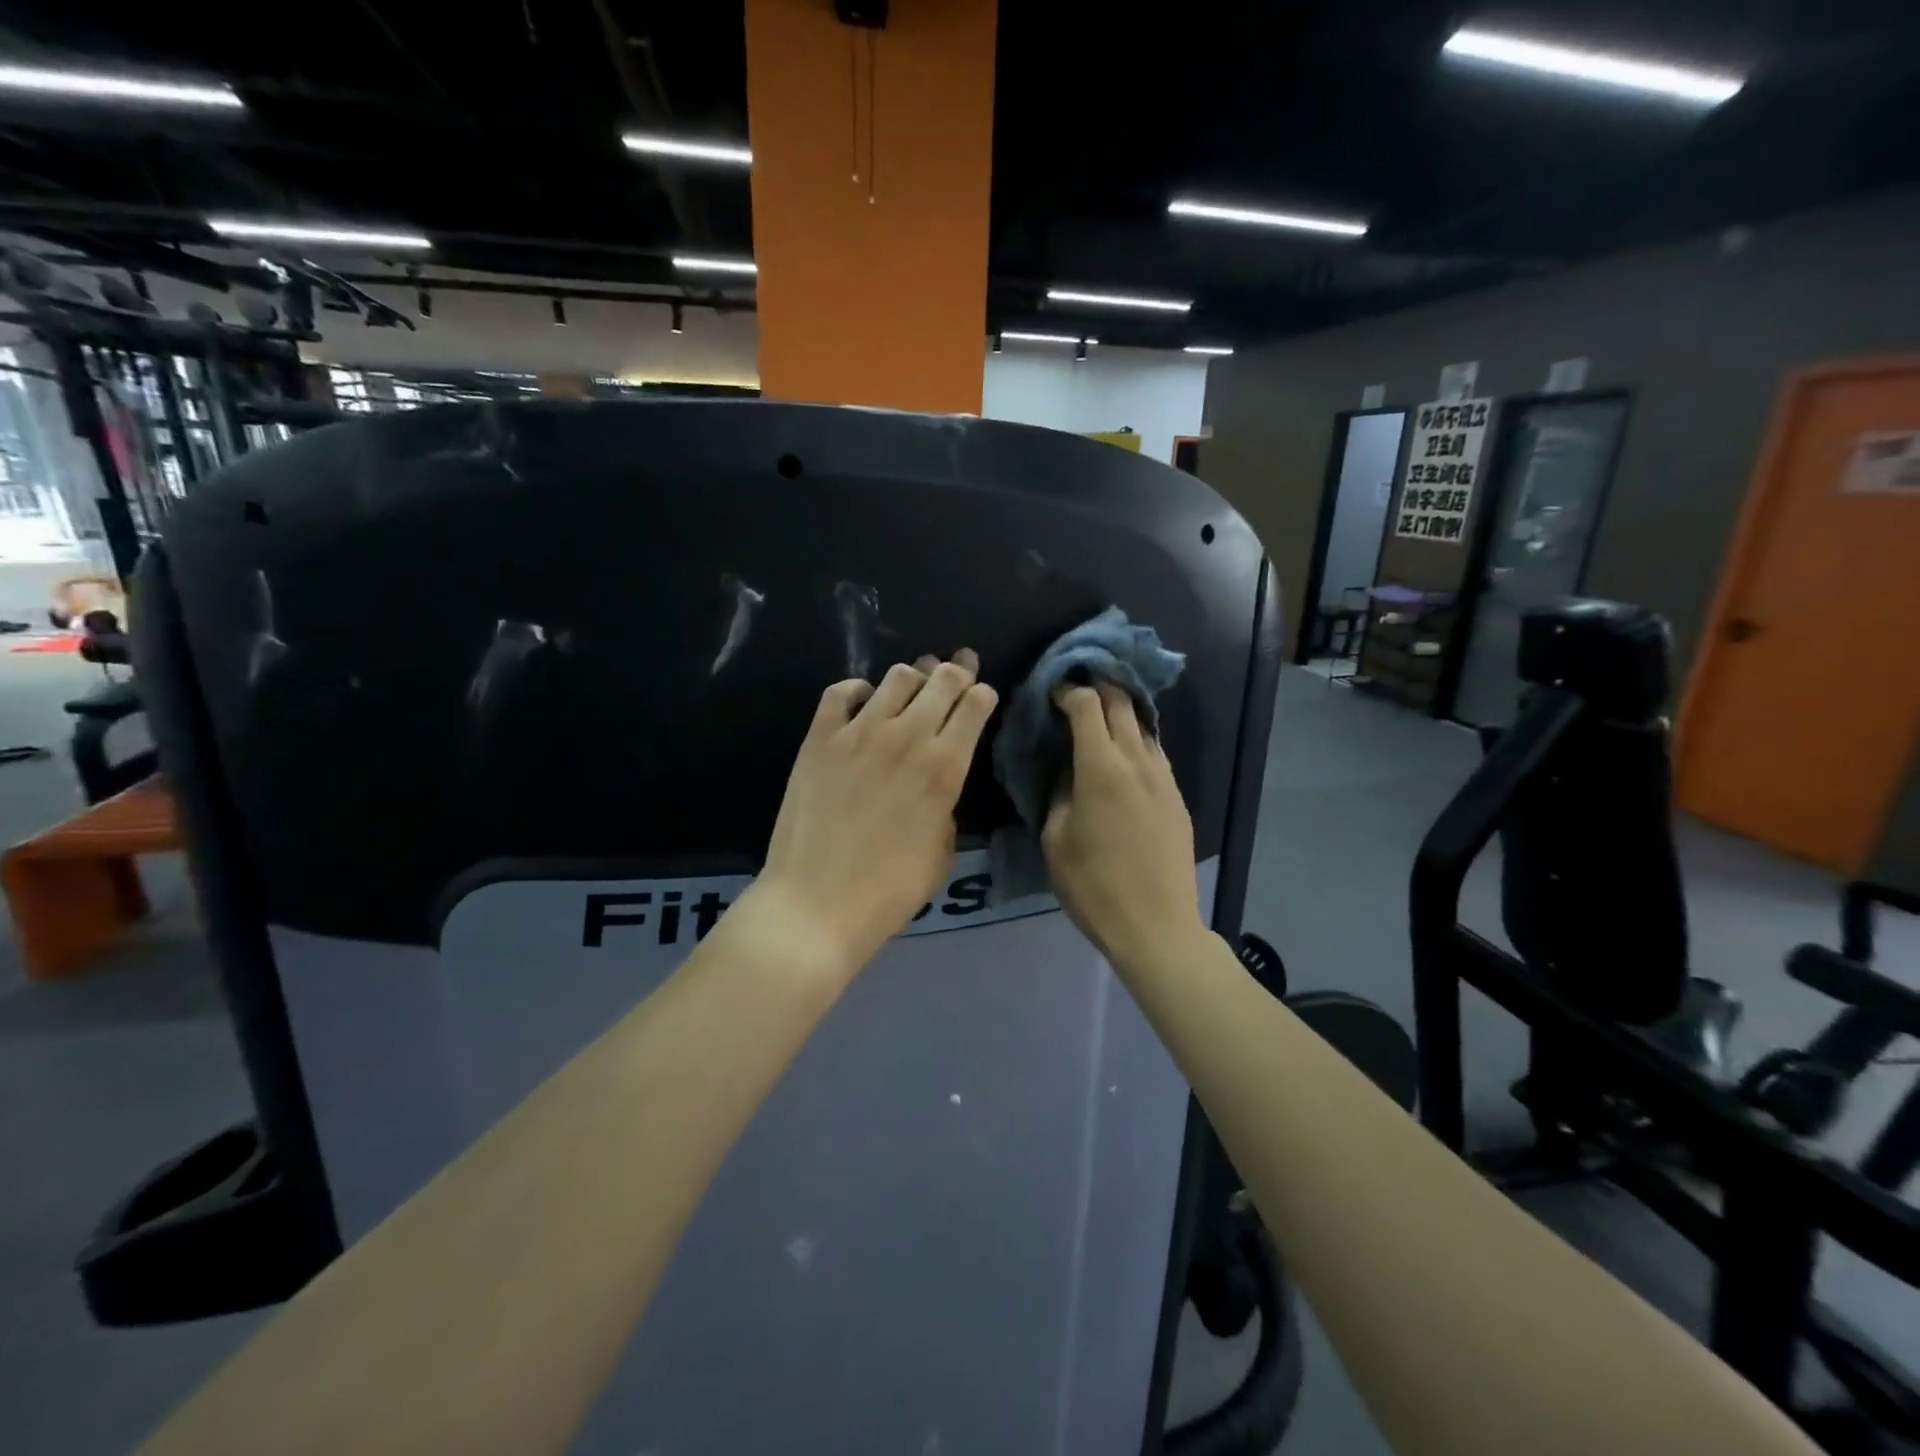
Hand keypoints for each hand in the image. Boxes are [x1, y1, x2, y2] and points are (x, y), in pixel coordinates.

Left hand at [751, 650, 997, 976]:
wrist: (816, 903)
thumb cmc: (889, 891)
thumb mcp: (942, 853)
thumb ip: (946, 806)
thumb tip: (935, 784)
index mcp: (945, 768)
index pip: (975, 705)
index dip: (983, 695)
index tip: (981, 698)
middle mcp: (907, 738)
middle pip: (942, 678)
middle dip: (956, 673)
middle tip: (955, 678)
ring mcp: (859, 733)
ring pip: (897, 676)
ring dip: (912, 679)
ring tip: (911, 692)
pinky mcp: (819, 738)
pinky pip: (842, 691)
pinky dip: (859, 691)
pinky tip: (863, 705)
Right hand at [1042, 683, 1207, 970]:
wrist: (1156, 926)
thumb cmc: (1093, 886)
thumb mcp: (1055, 839)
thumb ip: (1059, 794)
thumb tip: (1068, 772)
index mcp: (1101, 767)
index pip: (1087, 705)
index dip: (1068, 690)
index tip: (1052, 691)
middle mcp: (1137, 761)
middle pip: (1121, 703)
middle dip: (1098, 685)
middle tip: (1076, 685)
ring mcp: (1164, 778)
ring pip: (1143, 725)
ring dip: (1121, 711)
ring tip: (1099, 715)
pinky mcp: (1177, 797)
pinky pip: (1155, 753)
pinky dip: (1136, 740)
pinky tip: (1123, 754)